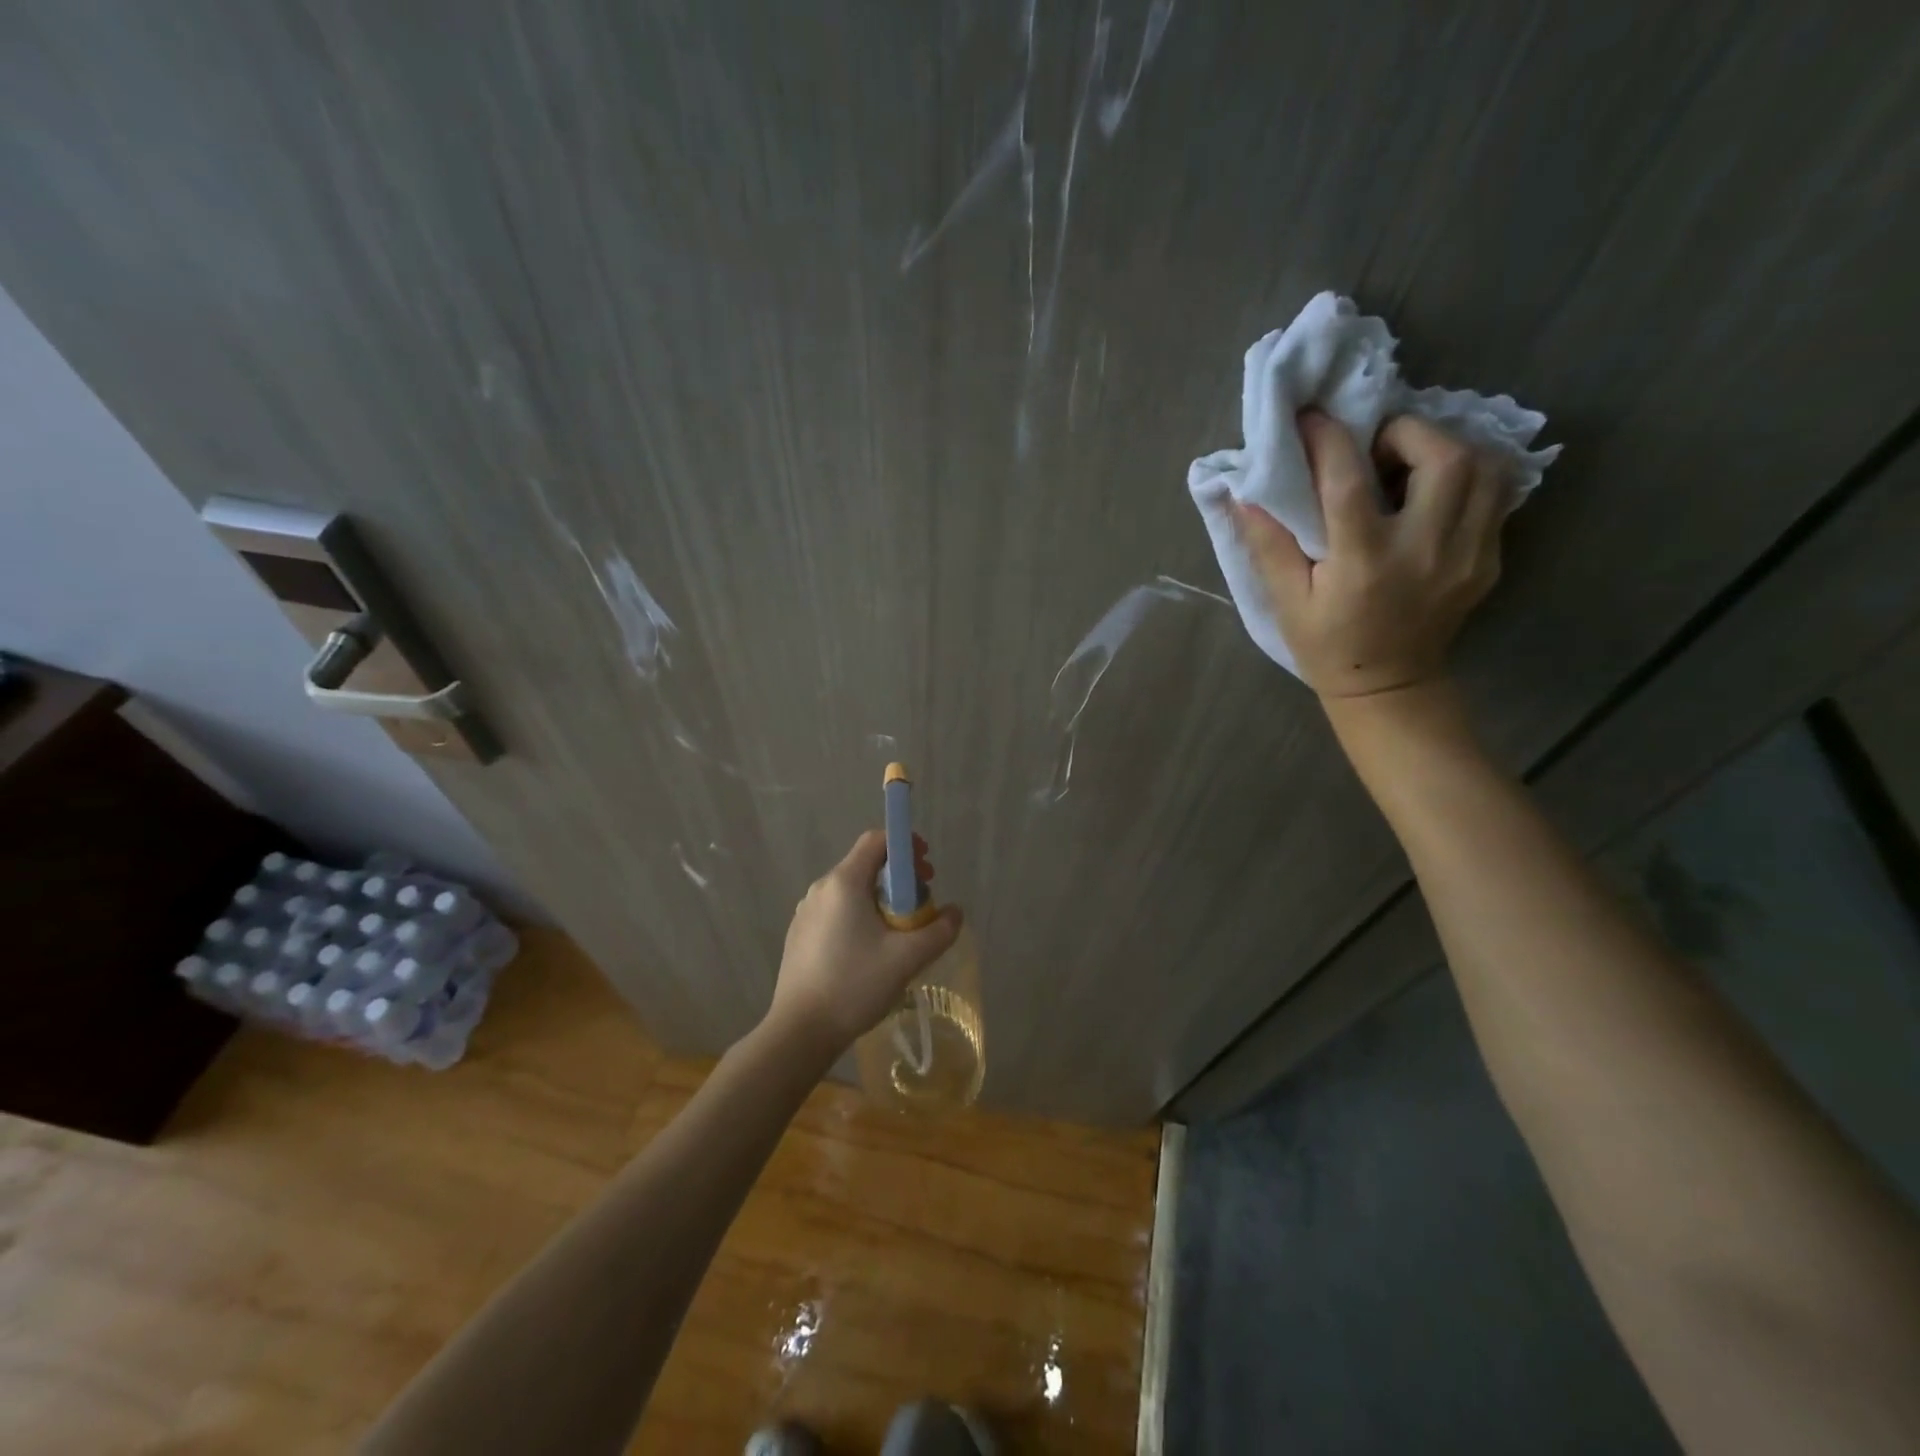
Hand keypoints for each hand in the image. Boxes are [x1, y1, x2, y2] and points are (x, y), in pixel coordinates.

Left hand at [765, 830, 963, 1057]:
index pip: (877, 841)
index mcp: (844, 882)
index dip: (906, 846)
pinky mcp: (799, 934)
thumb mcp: (907, 959)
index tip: (926, 870)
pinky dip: (859, 917)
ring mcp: (806, 911)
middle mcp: (821, 888)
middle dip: (899, 878)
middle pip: (866, 865)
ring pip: (851, 890)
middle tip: (920, 906)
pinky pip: (836, 911)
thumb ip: (939, 931)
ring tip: (898, 934)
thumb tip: (955, 913)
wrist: (800, 1031)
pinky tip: (869, 953)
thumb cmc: (854, 986)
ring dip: (880, 900)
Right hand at [1234, 411, 1512, 699]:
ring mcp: (1467, 554)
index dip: (1327, 438)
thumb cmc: (1327, 645)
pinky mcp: (1488, 559)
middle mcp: (1424, 550)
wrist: (1387, 687)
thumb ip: (1268, 545)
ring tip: (1407, 464)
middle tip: (1373, 447)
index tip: (1310, 417)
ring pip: (1483, 466)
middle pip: (1441, 455)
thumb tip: (1245, 491)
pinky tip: (1432, 490)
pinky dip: (1466, 475)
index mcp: (1364, 562)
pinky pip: (1494, 495)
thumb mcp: (1286, 601)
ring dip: (1444, 447)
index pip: (1348, 480)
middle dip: (1405, 432)